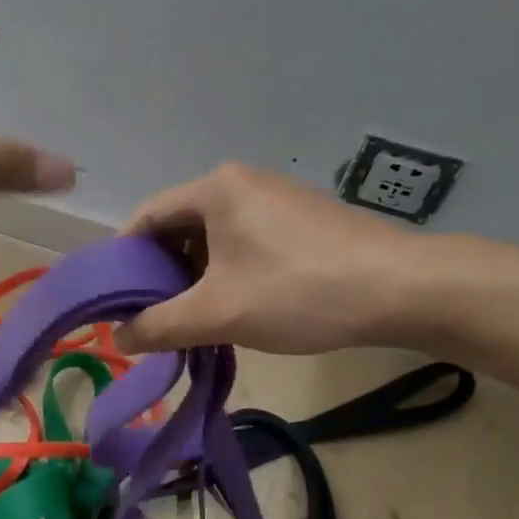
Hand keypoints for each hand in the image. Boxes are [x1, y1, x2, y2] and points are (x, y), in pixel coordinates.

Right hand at [114, 164, 437, 354]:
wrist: (403, 290)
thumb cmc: (298, 291)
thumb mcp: (218, 313)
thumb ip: (159, 325)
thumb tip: (115, 337)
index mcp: (214, 188)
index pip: (146, 217)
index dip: (124, 259)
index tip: (117, 300)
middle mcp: (241, 182)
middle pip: (179, 226)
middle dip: (162, 273)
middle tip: (155, 316)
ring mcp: (276, 197)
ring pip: (213, 237)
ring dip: (196, 277)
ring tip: (194, 319)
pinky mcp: (302, 219)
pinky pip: (245, 241)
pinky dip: (228, 272)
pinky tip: (236, 307)